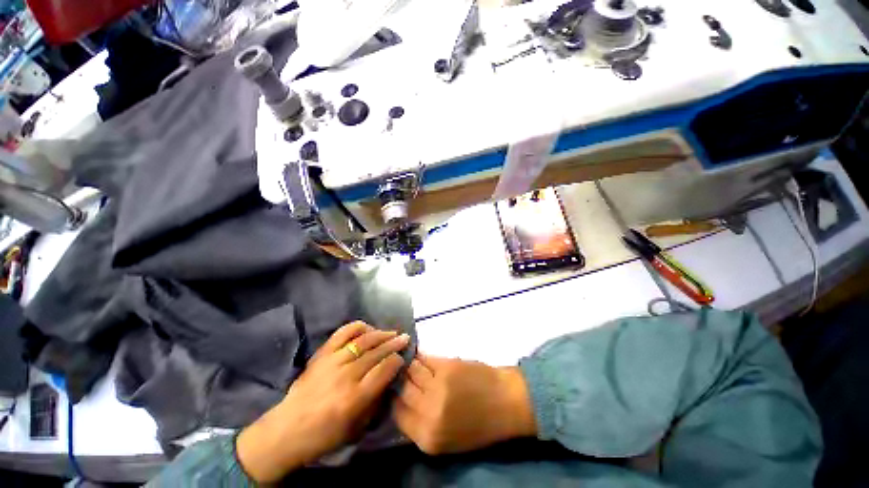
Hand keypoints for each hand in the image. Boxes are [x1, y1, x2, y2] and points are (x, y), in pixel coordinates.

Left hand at [236, 321, 409, 482]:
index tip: (403, 358)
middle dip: (394, 343)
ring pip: (364, 340)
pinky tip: (368, 329)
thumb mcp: (356, 428)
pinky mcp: (322, 354)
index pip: (385, 369)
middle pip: (377, 352)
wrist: (286, 431)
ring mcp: (333, 361)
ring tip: (391, 332)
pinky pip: (343, 333)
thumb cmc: (324, 436)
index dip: (397, 360)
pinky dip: (358, 327)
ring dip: (381, 333)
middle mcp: (346, 375)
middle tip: (405, 338)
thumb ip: (376, 401)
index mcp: (355, 398)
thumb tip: (389, 377)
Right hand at [393, 354, 535, 454]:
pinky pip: (425, 358)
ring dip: (409, 364)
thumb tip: (402, 400)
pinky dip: (421, 356)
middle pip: (402, 390)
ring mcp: (438, 386)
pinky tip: (419, 354)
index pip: (396, 414)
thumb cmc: (480, 425)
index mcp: (427, 438)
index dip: (392, 398)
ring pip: (411, 370)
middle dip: (399, 379)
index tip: (393, 388)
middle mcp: (429, 413)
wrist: (507, 402)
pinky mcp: (447, 366)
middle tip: (397, 370)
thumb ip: (421, 424)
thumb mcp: (447, 439)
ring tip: (407, 359)